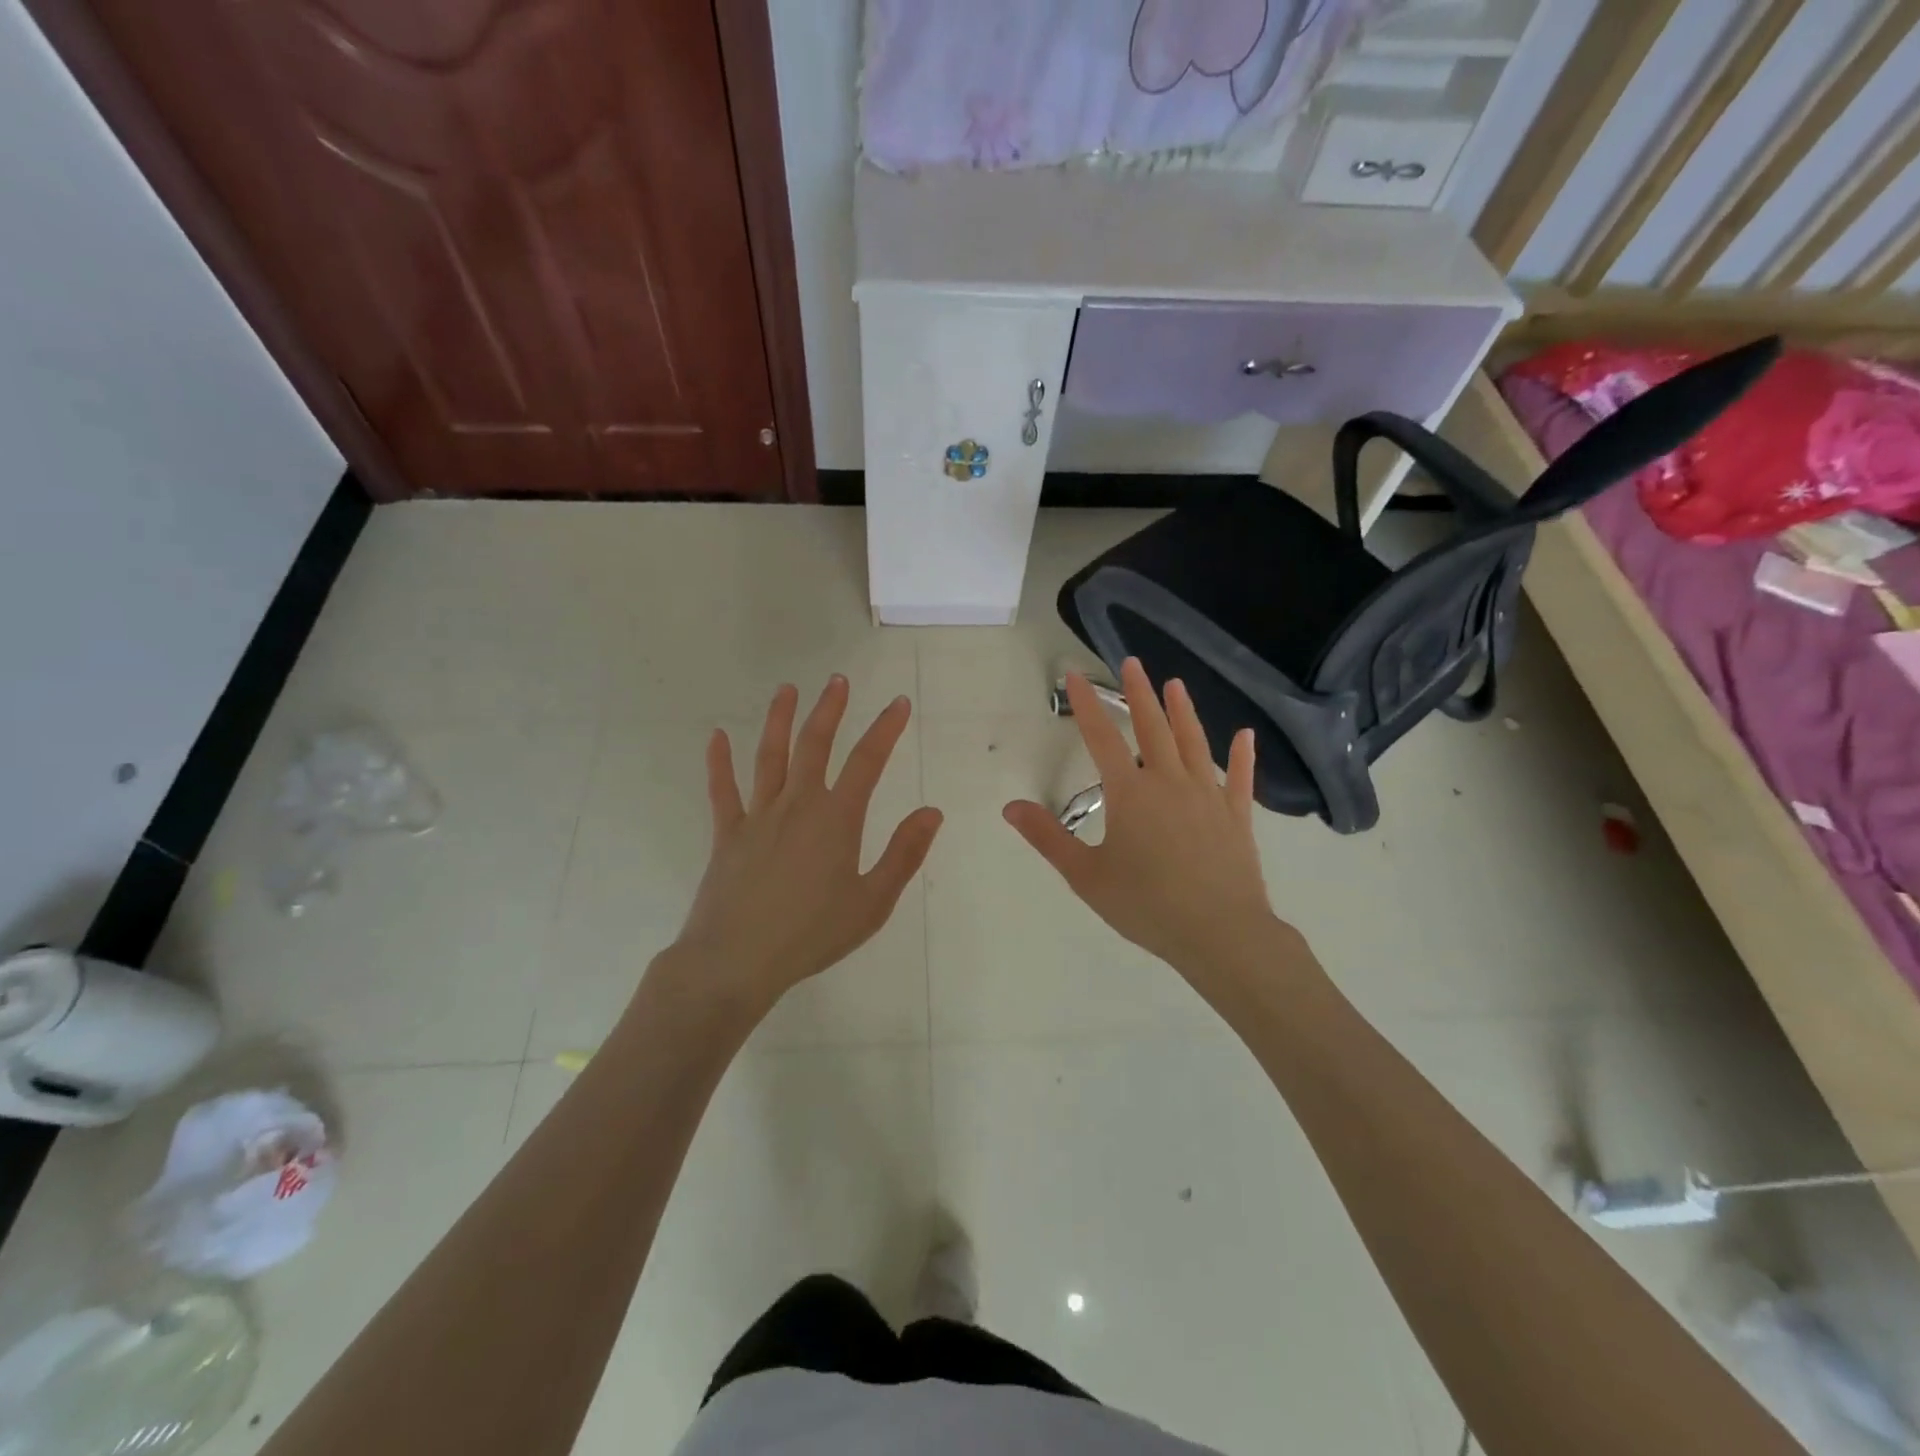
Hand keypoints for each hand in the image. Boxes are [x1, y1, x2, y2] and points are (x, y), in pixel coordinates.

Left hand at [668, 677, 942, 1017]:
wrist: (736, 960)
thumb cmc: (811, 934)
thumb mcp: (871, 902)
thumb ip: (903, 854)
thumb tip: (931, 812)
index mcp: (836, 819)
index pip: (868, 761)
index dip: (885, 729)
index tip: (899, 704)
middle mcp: (798, 805)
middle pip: (815, 745)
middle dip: (829, 710)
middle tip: (837, 680)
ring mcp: (758, 816)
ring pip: (770, 756)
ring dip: (780, 720)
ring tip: (787, 690)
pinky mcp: (727, 833)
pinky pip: (722, 790)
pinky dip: (719, 762)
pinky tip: (716, 737)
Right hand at [1004, 659, 1286, 990]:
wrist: (1219, 933)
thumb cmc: (1145, 905)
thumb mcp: (1085, 875)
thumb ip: (1048, 837)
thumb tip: (1010, 806)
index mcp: (1130, 793)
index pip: (1101, 738)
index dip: (1086, 704)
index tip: (1075, 674)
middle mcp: (1169, 782)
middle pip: (1152, 728)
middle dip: (1139, 694)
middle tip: (1132, 663)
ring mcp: (1208, 796)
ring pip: (1193, 743)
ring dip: (1183, 711)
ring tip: (1175, 684)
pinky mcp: (1236, 816)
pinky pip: (1239, 778)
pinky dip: (1242, 755)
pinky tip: (1245, 735)